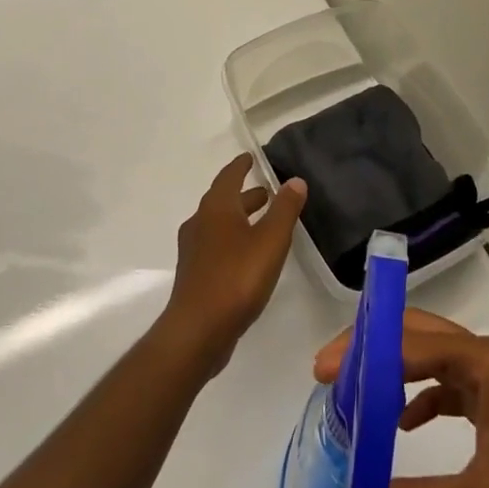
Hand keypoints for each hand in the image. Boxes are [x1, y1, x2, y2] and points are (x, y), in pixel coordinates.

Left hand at [162, 156, 306, 377]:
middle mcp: (200, 222)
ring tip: (262, 223)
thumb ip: (285, 209)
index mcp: (217, 207)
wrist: (197, 330)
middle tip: (267, 192)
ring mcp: (194, 250)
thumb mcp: (270, 240)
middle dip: (245, 194)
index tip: (250, 157)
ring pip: (219, 224)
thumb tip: (295, 180)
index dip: (241, 165)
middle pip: (223, 200)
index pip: (229, 176)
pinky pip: (216, 245)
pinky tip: (247, 256)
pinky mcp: (194, 274)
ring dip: (239, 218)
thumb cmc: (236, 277)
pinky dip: (233, 239)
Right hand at [311, 310, 488, 487]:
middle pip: (420, 337)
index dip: (361, 353)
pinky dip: (425, 397)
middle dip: (373, 350)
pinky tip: (406, 424)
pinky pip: (455, 387)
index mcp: (484, 361)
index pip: (409, 342)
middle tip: (330, 373)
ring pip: (437, 360)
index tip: (322, 372)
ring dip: (396, 373)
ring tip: (357, 395)